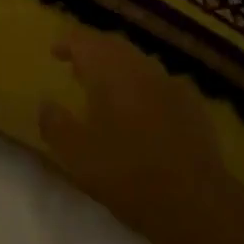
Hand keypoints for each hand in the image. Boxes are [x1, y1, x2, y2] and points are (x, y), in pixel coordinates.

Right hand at [39, 31, 242, 243]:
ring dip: (120, 69)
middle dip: (94, 52)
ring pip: (139, 63)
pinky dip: (145, 88)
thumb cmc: (128, 174)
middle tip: (78, 67)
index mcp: (109, 71)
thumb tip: (45, 104)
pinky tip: (144, 111)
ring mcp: (171, 84)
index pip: (84, 41)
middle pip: (113, 46)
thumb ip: (55, 125)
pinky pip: (161, 84)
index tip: (55, 52)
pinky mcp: (194, 107)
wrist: (197, 203)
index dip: (67, 43)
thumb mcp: (77, 155)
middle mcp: (140, 67)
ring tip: (108, 90)